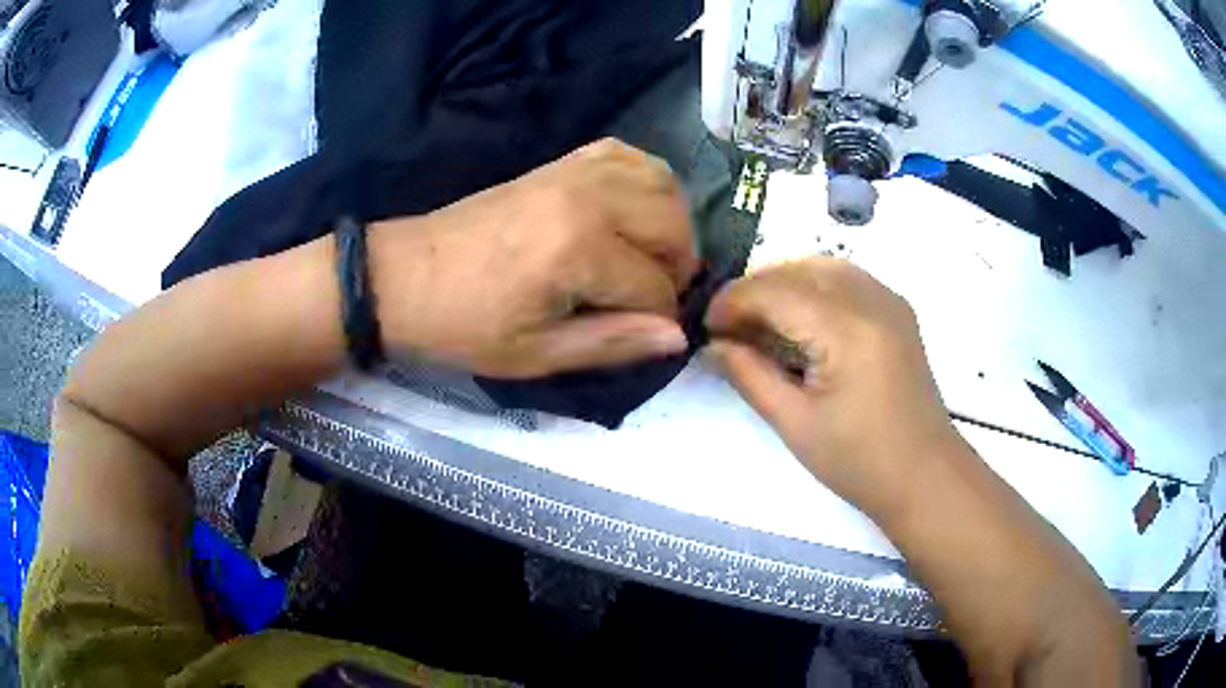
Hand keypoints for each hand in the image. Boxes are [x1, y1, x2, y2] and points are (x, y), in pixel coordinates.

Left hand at [368, 138, 699, 377]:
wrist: (404, 278)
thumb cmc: (464, 326)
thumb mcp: (535, 354)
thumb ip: (613, 344)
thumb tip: (678, 337)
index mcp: (579, 250)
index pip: (656, 286)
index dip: (658, 318)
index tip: (640, 334)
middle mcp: (589, 198)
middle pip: (674, 226)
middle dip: (676, 269)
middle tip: (649, 298)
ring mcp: (575, 171)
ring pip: (663, 183)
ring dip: (671, 224)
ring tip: (649, 257)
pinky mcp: (561, 162)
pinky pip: (628, 156)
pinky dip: (646, 182)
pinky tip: (633, 211)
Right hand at [705, 258, 961, 513]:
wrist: (925, 475)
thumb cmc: (860, 462)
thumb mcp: (795, 424)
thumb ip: (749, 375)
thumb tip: (713, 345)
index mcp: (847, 329)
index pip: (776, 292)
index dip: (733, 302)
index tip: (705, 326)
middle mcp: (872, 299)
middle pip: (798, 269)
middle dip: (755, 289)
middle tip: (727, 327)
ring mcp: (890, 301)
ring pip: (822, 267)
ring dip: (783, 284)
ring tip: (758, 321)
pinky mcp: (897, 311)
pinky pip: (846, 279)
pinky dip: (813, 287)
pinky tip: (799, 320)